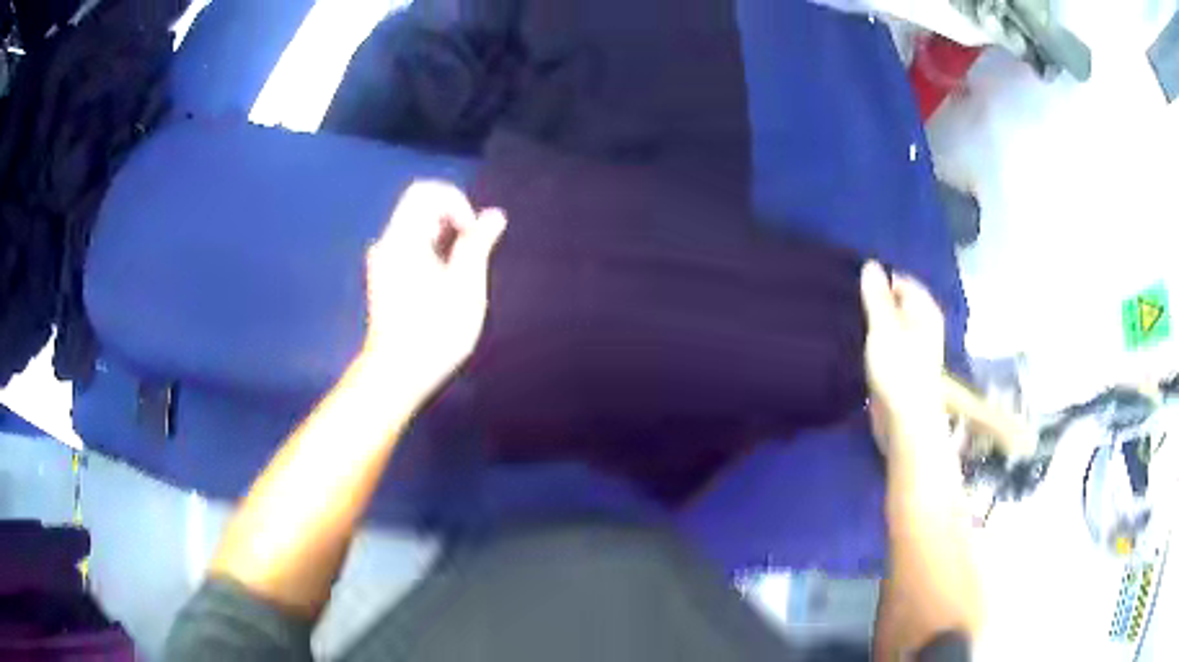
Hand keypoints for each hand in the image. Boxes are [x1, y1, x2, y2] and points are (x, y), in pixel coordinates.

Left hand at [363, 181, 506, 397]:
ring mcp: (383, 262)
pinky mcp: (384, 278)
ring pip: (416, 228)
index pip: (425, 192)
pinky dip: (433, 251)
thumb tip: (494, 215)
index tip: (472, 233)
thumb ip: (478, 244)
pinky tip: (446, 281)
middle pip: (420, 207)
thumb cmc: (434, 332)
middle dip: (452, 219)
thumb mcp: (465, 286)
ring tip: (463, 270)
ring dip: (445, 237)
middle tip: (473, 252)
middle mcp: (387, 243)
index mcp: (402, 239)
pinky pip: (410, 247)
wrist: (397, 374)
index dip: (456, 202)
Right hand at [859, 261, 950, 465]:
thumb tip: (871, 265)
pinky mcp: (903, 370)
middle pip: (896, 304)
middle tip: (848, 305)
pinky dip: (874, 345)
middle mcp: (923, 326)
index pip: (902, 282)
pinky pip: (887, 347)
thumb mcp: (884, 325)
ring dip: (872, 326)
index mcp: (925, 310)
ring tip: (848, 325)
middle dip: (874, 304)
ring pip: (890, 327)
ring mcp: (914, 350)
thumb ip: (876, 295)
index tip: (853, 288)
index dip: (879, 282)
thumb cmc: (899, 368)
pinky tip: (857, 348)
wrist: (905, 421)